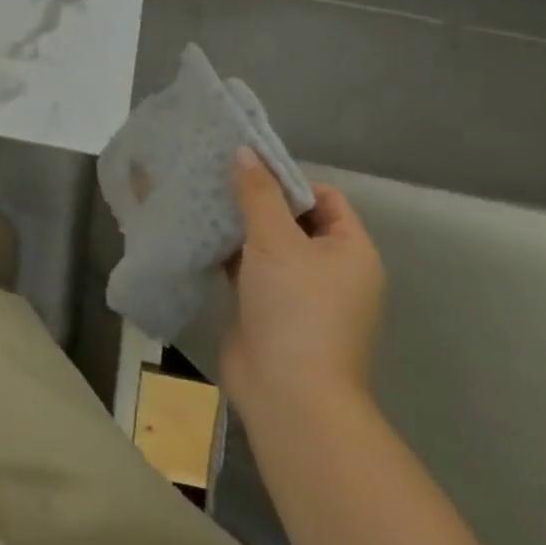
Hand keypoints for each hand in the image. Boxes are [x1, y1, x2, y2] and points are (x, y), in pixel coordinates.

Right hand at [220, 148, 384, 423]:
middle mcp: (330, 269)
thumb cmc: (296, 308)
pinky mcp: (267, 308)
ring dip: (236, 224)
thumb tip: (244, 151)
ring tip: (198, 197)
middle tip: (213, 176)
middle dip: (254, 198)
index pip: (323, 197)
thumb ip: (258, 194)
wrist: (288, 393)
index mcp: (351, 251)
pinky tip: (195, 232)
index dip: (287, 179)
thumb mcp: (276, 241)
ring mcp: (298, 292)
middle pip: (292, 218)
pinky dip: (225, 251)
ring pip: (265, 243)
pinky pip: (246, 267)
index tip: (245, 167)